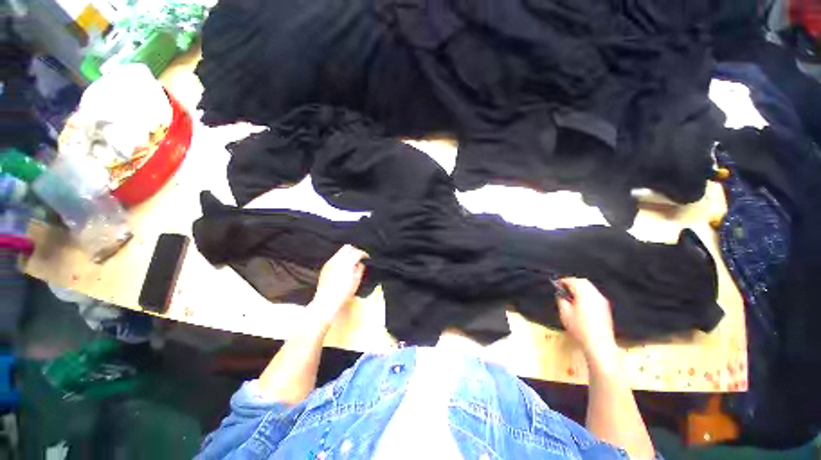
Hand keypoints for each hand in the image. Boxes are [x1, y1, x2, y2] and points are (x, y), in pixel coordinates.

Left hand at [309, 245, 367, 323]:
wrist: (326, 301)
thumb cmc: (344, 292)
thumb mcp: (356, 281)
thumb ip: (360, 269)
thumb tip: (360, 263)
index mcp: (347, 262)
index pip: (357, 252)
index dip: (364, 254)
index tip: (367, 258)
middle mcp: (337, 259)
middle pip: (347, 247)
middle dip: (355, 250)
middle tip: (359, 257)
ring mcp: (330, 262)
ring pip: (340, 252)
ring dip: (347, 255)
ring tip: (352, 263)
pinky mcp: (325, 267)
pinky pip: (335, 258)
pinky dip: (341, 259)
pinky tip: (343, 268)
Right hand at [557, 278, 617, 358]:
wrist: (599, 345)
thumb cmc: (579, 328)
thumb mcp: (564, 313)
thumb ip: (561, 300)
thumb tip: (561, 294)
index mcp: (584, 294)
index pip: (573, 281)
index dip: (563, 281)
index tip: (556, 284)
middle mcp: (595, 295)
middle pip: (583, 281)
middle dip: (572, 282)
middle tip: (563, 288)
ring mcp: (602, 301)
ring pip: (590, 287)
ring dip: (580, 287)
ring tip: (571, 295)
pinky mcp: (605, 308)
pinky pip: (594, 294)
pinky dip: (586, 293)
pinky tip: (580, 302)